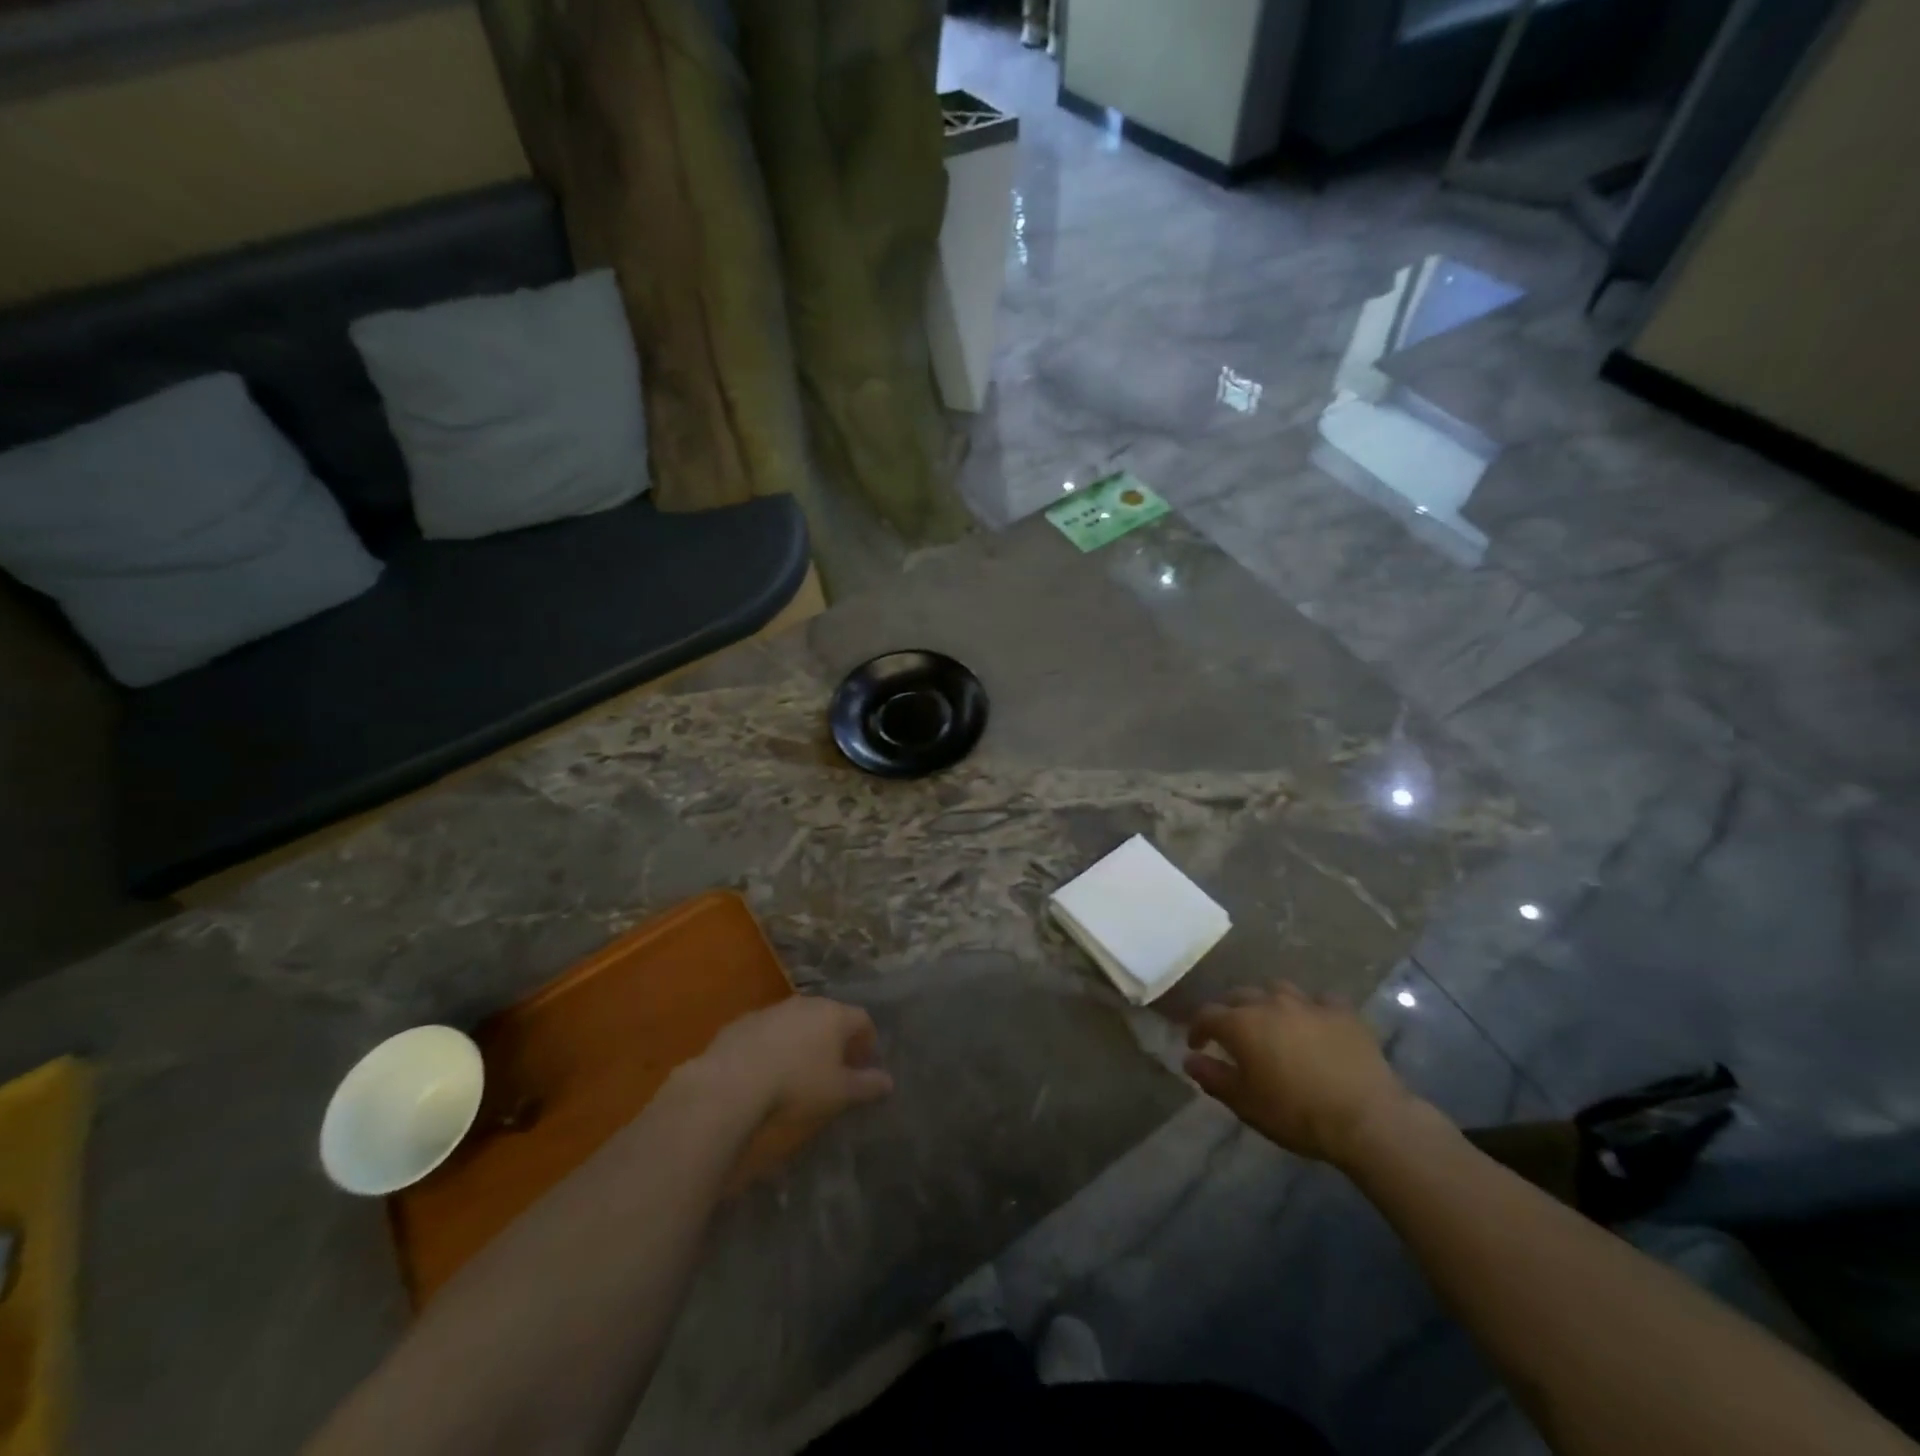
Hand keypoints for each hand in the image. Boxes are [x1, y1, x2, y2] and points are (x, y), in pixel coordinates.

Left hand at [691, 996, 893, 1127]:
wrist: (732, 1082)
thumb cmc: (797, 1084)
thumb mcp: (839, 1093)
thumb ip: (867, 1085)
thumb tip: (889, 1082)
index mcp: (835, 1015)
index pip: (862, 1019)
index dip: (867, 1041)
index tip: (864, 1064)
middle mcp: (806, 1003)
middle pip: (830, 1015)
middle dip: (836, 1038)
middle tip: (835, 1066)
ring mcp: (773, 1009)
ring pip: (798, 1020)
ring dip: (804, 1039)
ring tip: (799, 1068)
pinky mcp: (743, 1021)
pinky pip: (769, 1030)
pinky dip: (775, 1044)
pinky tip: (767, 1069)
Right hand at [1185, 984, 1421, 1165]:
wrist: (1365, 1118)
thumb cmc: (1296, 1113)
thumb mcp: (1245, 1103)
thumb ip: (1213, 1077)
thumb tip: (1189, 1059)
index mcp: (1241, 1024)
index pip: (1207, 1015)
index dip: (1197, 1028)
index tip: (1197, 1045)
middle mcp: (1270, 1003)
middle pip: (1239, 995)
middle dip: (1229, 1010)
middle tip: (1231, 1031)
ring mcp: (1308, 1003)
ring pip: (1278, 989)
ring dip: (1268, 1001)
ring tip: (1271, 1019)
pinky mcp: (1342, 1012)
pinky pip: (1320, 1000)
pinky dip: (1311, 1008)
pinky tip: (1315, 1022)